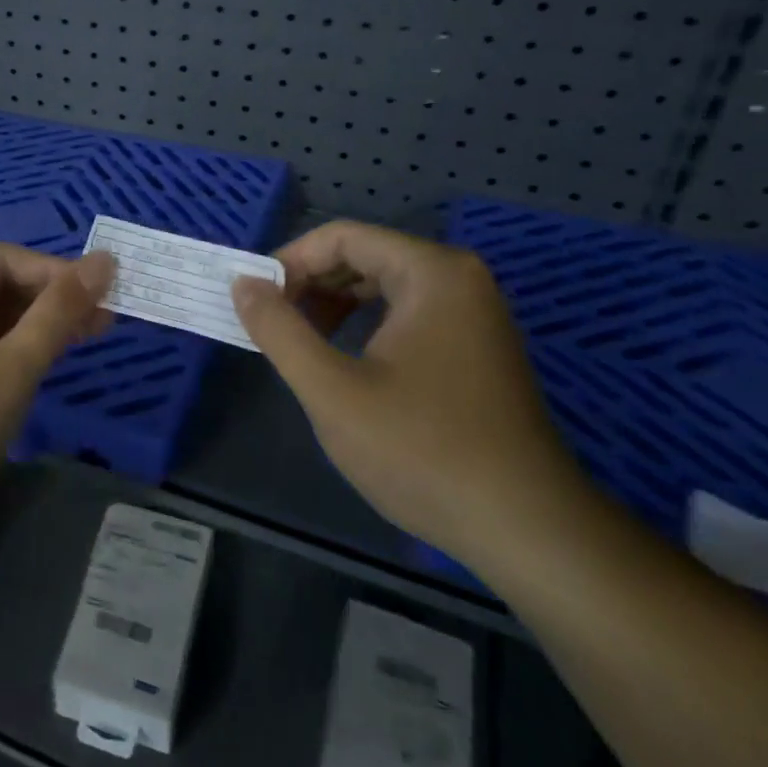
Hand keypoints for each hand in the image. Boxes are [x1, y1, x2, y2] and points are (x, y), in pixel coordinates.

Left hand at [0, 245, 114, 540]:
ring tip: (93, 332)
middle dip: (51, 299)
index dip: (57, 272)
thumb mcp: (9, 372)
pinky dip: (18, 347)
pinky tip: (54, 354)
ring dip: (40, 323)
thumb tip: (105, 261)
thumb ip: (57, 314)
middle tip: (107, 316)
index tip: (106, 292)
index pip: (2, 261)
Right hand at [232, 220, 591, 568]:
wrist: (524, 528)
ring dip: (335, 305)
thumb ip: (280, 330)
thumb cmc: (421, 450)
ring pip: (385, 287)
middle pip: (365, 256)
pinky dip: (366, 326)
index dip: (290, 262)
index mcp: (432, 273)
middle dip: (310, 284)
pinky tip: (345, 362)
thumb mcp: (332, 389)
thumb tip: (242, 285)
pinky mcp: (477, 348)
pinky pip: (408, 314)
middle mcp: (459, 280)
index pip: (342, 238)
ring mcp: (474, 315)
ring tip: (301, 344)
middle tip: (273, 325)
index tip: (256, 302)